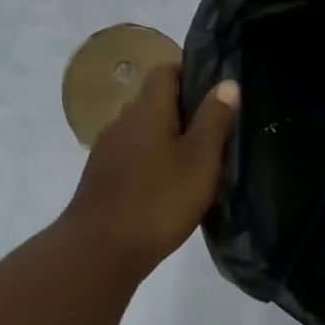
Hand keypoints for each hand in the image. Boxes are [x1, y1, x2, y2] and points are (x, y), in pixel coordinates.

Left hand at [63, 64, 239, 275]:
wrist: (98, 252)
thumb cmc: (158, 199)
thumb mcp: (200, 159)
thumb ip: (214, 119)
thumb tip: (227, 83)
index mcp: (147, 109)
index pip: (166, 71)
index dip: (191, 73)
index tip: (216, 90)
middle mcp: (122, 122)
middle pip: (154, 101)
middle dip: (183, 109)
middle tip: (215, 128)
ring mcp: (107, 151)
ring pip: (143, 131)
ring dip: (167, 138)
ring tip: (197, 159)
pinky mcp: (101, 179)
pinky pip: (132, 157)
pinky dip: (152, 161)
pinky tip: (169, 185)